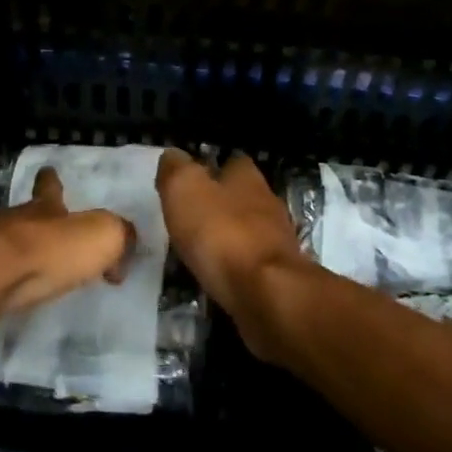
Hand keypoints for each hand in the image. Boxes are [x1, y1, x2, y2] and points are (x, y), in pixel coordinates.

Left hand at [0, 166, 135, 325]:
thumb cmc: (44, 253)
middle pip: (24, 216)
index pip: (50, 187)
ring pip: (0, 243)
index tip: (49, 173)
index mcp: (44, 208)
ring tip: (24, 272)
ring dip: (13, 254)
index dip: (52, 181)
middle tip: (47, 238)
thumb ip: (120, 237)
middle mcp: (11, 220)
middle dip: (35, 224)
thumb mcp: (101, 238)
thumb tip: (123, 253)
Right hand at [157, 150, 307, 357]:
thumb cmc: (223, 234)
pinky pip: (251, 264)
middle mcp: (267, 202)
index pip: (232, 161)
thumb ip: (176, 169)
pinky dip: (234, 267)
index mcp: (247, 177)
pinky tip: (217, 277)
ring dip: (227, 237)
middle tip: (188, 218)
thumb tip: (172, 156)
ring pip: (247, 230)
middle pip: (241, 196)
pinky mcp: (279, 276)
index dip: (210, 168)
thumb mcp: (185, 190)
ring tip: (198, 250)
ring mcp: (277, 241)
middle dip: (218, 204)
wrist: (268, 295)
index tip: (189, 182)